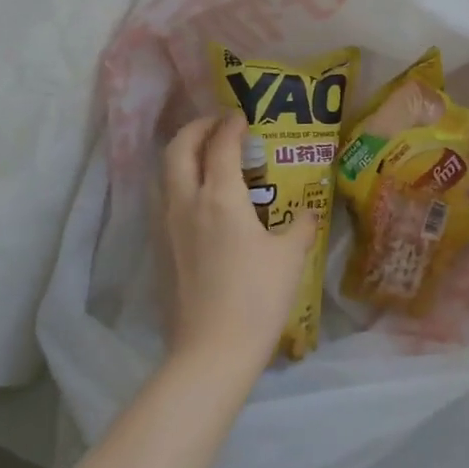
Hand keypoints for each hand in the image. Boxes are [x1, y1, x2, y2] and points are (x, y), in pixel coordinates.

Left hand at [161, 113, 314, 373]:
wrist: (211, 350)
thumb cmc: (257, 297)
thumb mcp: (291, 257)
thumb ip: (300, 226)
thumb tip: (308, 214)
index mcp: (220, 197)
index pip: (221, 145)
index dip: (232, 125)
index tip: (244, 116)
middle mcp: (186, 203)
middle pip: (178, 149)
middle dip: (196, 128)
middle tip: (217, 125)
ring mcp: (167, 228)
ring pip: (165, 175)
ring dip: (183, 155)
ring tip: (207, 158)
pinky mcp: (160, 251)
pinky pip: (165, 201)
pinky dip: (180, 184)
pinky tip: (201, 202)